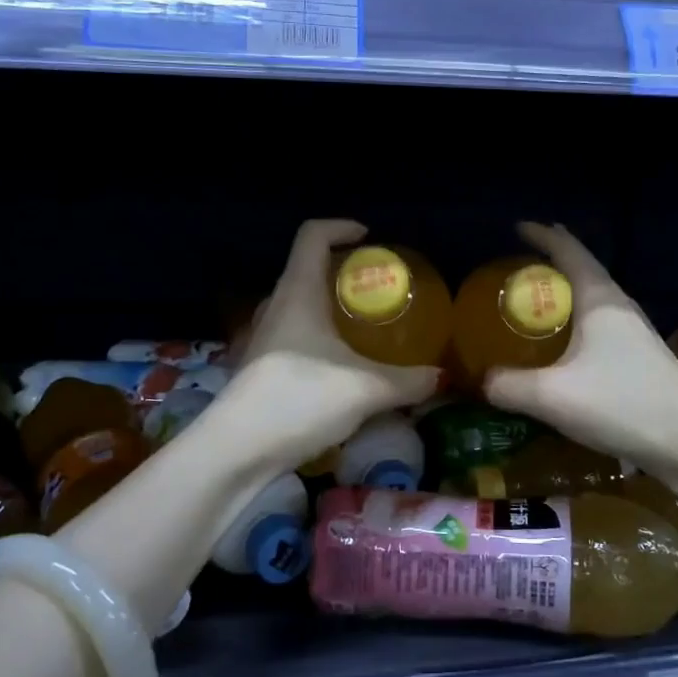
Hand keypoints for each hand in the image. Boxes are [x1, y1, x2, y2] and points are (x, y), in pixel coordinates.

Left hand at [218, 219, 440, 470]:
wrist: (237, 450)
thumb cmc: (300, 399)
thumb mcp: (366, 389)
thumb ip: (408, 381)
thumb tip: (441, 377)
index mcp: (298, 292)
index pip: (313, 235)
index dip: (340, 227)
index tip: (368, 237)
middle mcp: (276, 306)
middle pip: (306, 268)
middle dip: (341, 271)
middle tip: (375, 287)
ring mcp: (262, 337)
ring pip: (298, 304)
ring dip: (327, 306)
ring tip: (362, 326)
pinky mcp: (258, 366)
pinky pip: (292, 334)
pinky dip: (317, 336)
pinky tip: (339, 366)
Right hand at [484, 222, 677, 479]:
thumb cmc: (620, 404)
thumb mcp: (552, 396)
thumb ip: (509, 386)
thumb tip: (482, 381)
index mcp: (600, 300)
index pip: (569, 252)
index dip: (543, 236)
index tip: (519, 227)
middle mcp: (620, 307)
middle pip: (584, 269)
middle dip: (555, 259)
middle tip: (524, 260)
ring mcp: (635, 332)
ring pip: (595, 297)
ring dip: (568, 290)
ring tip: (542, 295)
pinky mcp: (640, 357)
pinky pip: (601, 322)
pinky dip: (577, 318)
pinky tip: (568, 340)